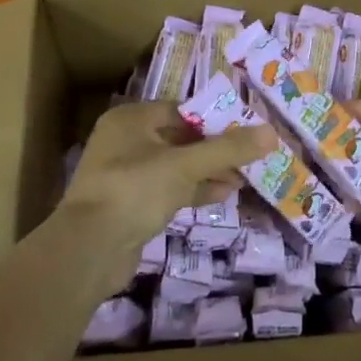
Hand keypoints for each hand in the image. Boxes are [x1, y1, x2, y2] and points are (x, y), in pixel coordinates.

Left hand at [53, 101, 272, 272]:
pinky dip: (196, 189)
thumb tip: (271, 132)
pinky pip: (170, 189)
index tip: (247, 128)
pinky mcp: (132, 204)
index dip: (216, 119)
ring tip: (246, 176)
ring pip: (178, 166)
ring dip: (210, 171)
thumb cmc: (135, 190)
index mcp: (131, 120)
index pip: (182, 110)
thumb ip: (228, 149)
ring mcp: (127, 175)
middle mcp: (126, 141)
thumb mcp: (185, 165)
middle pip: (181, 138)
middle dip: (217, 148)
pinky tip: (225, 194)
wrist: (89, 250)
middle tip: (251, 154)